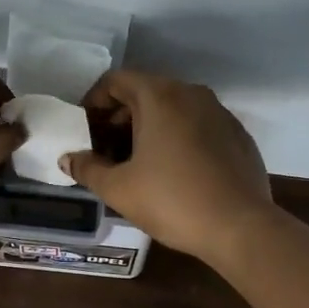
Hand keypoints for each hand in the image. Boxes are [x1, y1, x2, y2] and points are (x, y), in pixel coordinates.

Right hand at [61, 70, 272, 262]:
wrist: (241, 227)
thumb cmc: (172, 201)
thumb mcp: (119, 188)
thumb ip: (87, 168)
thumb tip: (68, 159)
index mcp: (159, 96)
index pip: (116, 80)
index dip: (93, 101)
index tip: (84, 128)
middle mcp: (191, 93)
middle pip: (145, 92)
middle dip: (119, 116)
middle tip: (104, 149)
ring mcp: (219, 112)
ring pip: (173, 108)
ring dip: (148, 127)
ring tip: (135, 162)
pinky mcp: (237, 135)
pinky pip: (197, 125)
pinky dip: (177, 137)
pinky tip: (173, 171)